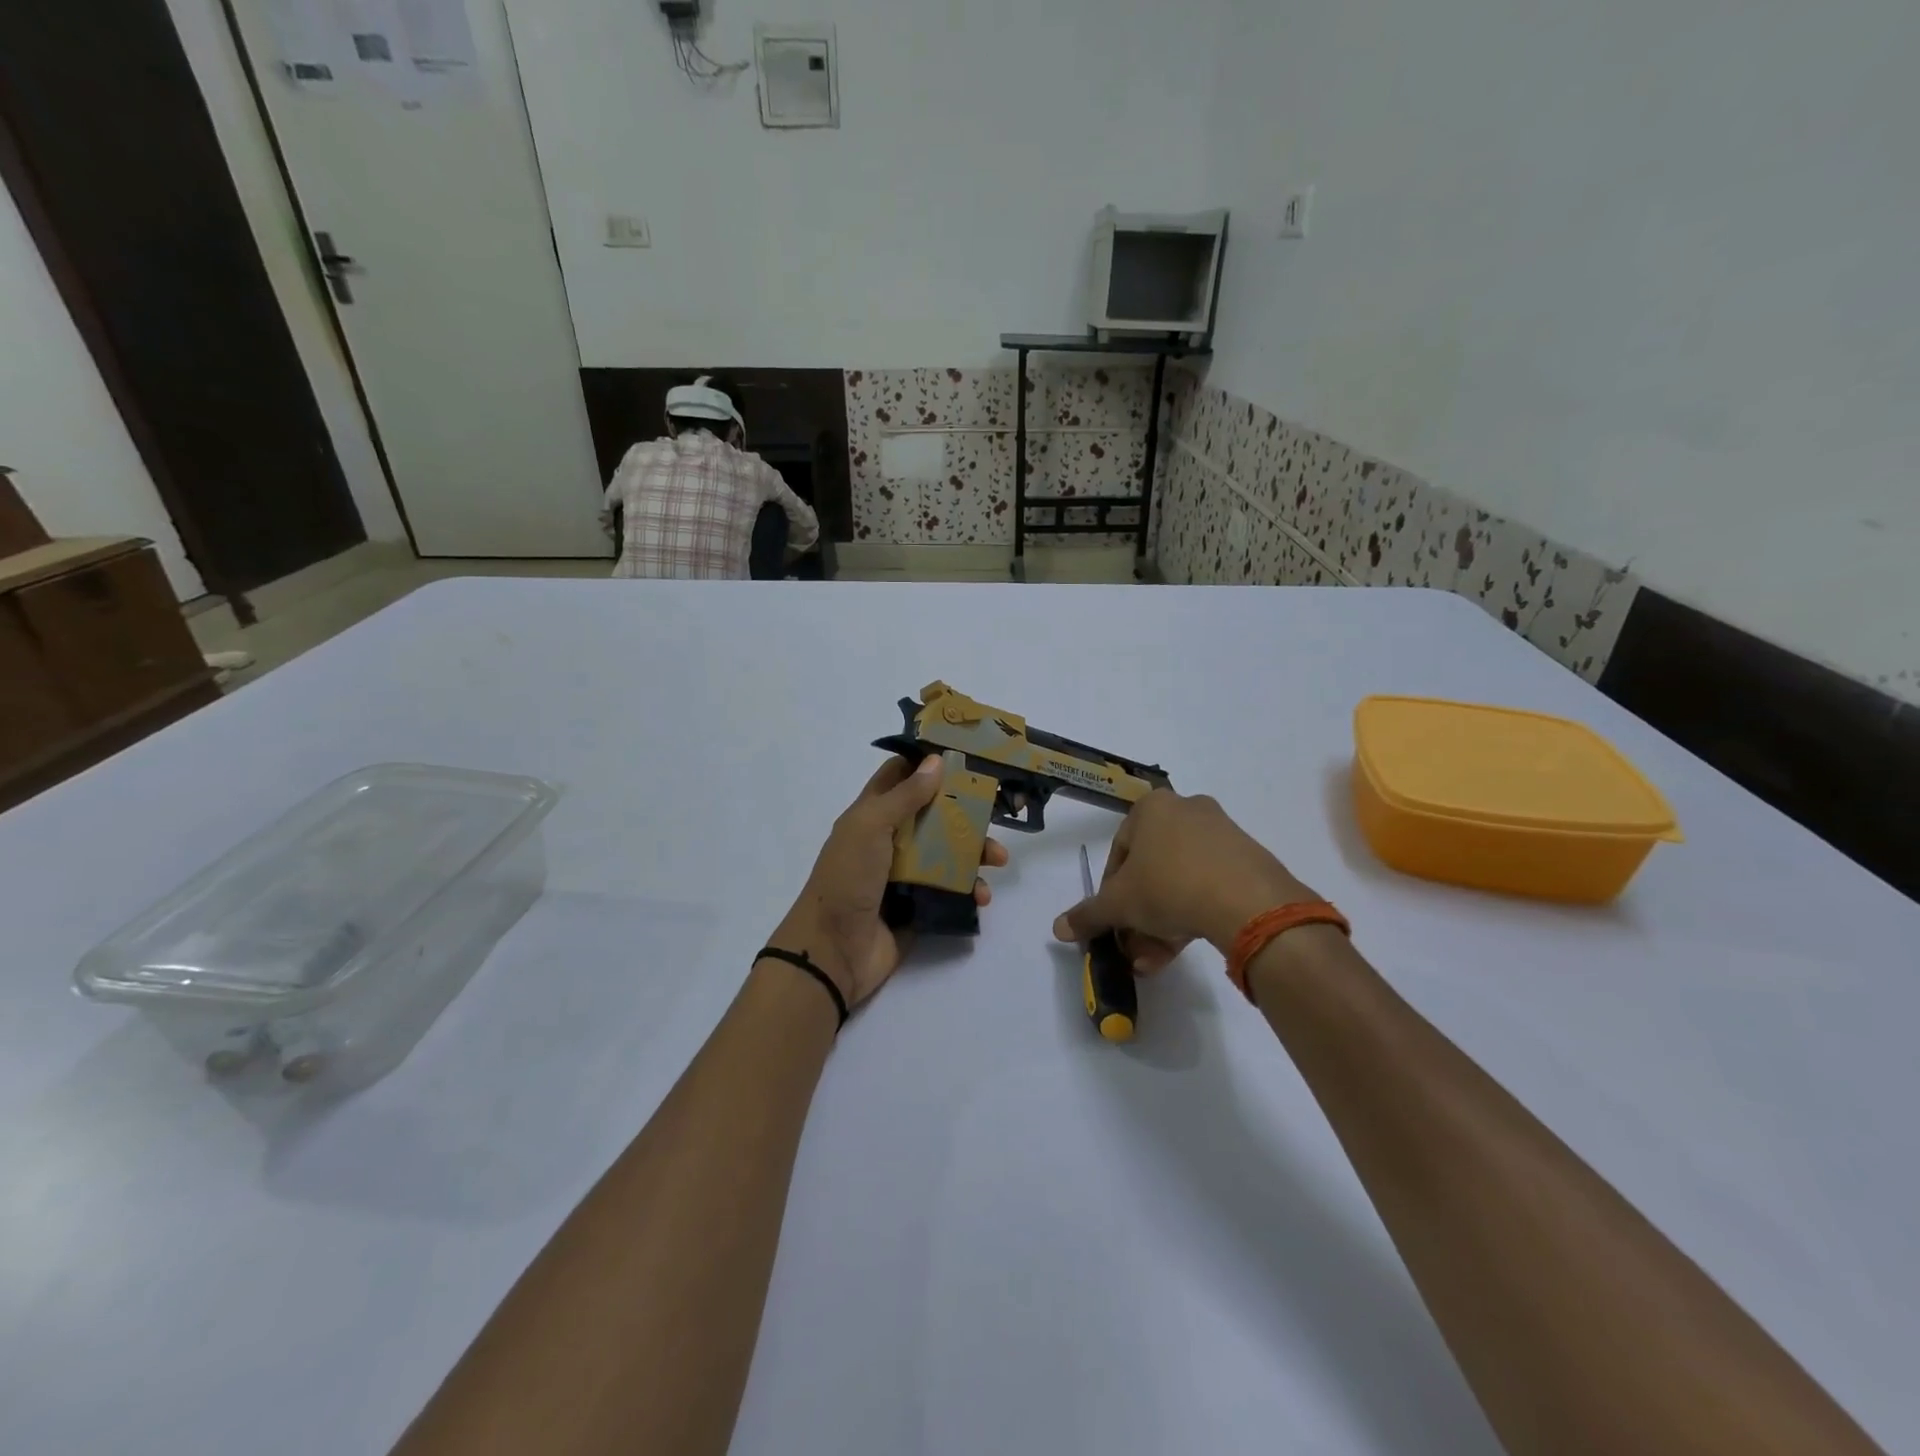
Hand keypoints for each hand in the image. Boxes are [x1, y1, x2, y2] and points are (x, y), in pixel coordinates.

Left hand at [772, 757, 1007, 1008]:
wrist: (834, 950)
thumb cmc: (847, 878)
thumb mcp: (870, 826)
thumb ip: (905, 796)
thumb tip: (937, 761)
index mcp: (872, 815)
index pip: (901, 777)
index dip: (927, 764)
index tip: (965, 755)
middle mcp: (891, 841)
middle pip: (934, 815)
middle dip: (966, 812)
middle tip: (996, 811)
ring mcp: (906, 875)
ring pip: (949, 853)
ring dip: (975, 853)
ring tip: (998, 860)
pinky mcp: (921, 906)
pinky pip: (952, 891)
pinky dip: (970, 890)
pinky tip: (981, 896)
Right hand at [1051, 789, 1312, 973]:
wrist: (1247, 902)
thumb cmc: (1167, 886)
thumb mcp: (1118, 904)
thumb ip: (1088, 914)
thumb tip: (1058, 928)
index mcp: (1152, 807)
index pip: (1119, 852)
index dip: (1110, 892)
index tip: (1113, 921)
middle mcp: (1187, 810)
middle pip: (1152, 869)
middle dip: (1139, 913)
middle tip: (1134, 946)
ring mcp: (1223, 833)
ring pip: (1180, 881)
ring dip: (1163, 921)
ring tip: (1157, 960)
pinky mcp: (1249, 859)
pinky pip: (1210, 885)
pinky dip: (1194, 913)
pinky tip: (1186, 946)